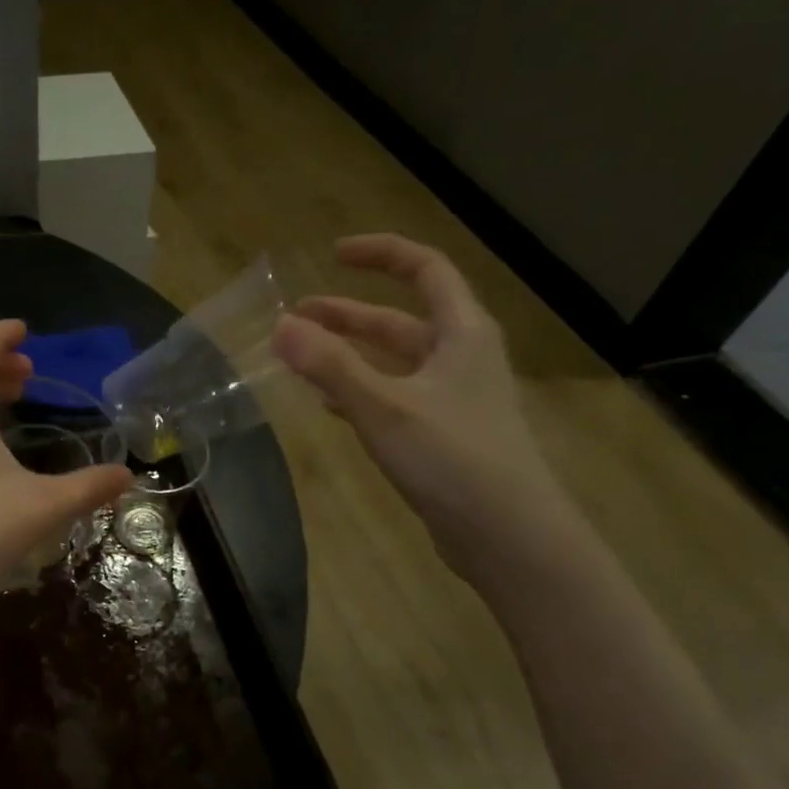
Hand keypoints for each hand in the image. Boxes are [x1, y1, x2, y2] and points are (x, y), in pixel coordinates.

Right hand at [270, 234, 577, 579]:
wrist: (508, 535)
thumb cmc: (452, 459)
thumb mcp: (384, 407)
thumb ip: (331, 366)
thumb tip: (280, 326)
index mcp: (462, 334)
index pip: (425, 270)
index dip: (381, 254)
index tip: (333, 254)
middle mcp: (461, 358)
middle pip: (401, 320)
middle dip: (348, 314)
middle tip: (297, 316)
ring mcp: (454, 399)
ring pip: (394, 362)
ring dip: (350, 354)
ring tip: (303, 357)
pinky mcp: (443, 436)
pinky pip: (394, 397)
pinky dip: (360, 392)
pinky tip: (330, 406)